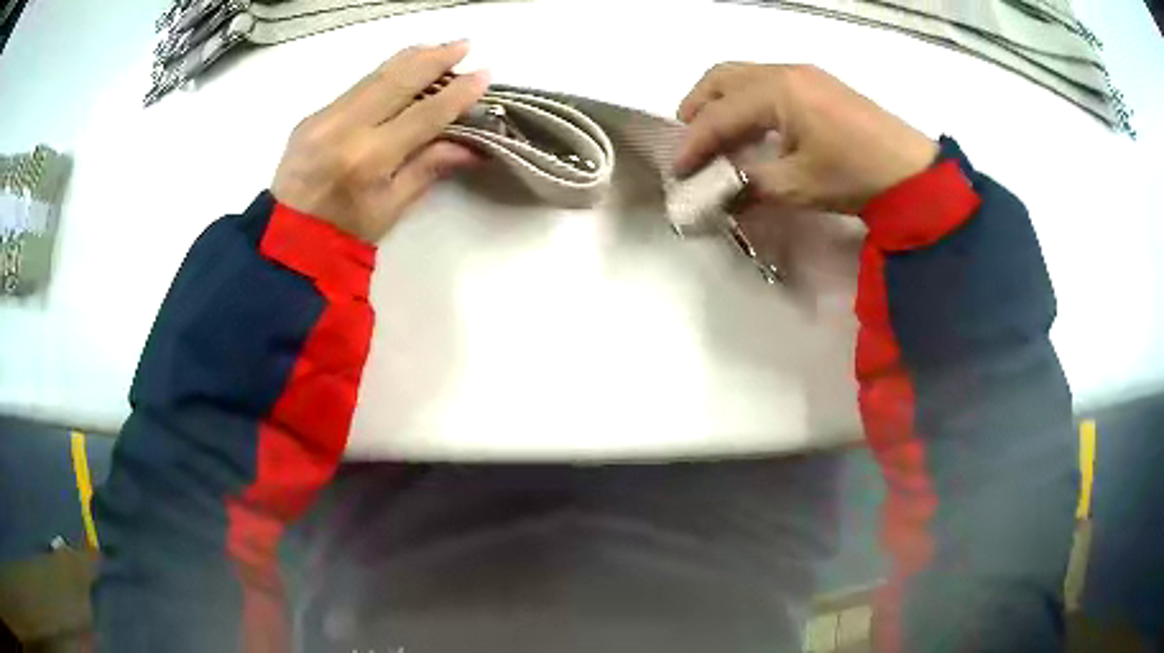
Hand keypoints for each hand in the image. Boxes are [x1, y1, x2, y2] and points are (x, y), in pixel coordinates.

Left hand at [272, 41, 489, 242]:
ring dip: (411, 59)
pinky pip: (356, 87)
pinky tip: (403, 71)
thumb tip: (471, 145)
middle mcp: (344, 129)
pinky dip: (385, 75)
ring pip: (375, 75)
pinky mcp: (312, 116)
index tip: (483, 75)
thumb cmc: (344, 234)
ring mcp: (323, 118)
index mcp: (368, 159)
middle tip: (464, 45)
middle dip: (435, 58)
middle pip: (397, 80)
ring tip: (439, 48)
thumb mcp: (391, 208)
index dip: (457, 94)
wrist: (284, 240)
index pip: (423, 115)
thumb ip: (429, 168)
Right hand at [673, 63, 937, 214]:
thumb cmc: (856, 175)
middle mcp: (786, 72)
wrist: (913, 172)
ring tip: (716, 135)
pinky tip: (754, 129)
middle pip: (723, 77)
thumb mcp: (798, 186)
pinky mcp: (820, 86)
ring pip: (745, 76)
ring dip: (722, 102)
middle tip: (689, 141)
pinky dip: (748, 102)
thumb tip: (720, 195)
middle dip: (698, 107)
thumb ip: (750, 184)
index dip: (693, 144)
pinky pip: (768, 83)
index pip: (720, 114)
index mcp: (778, 90)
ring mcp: (805, 75)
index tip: (678, 172)